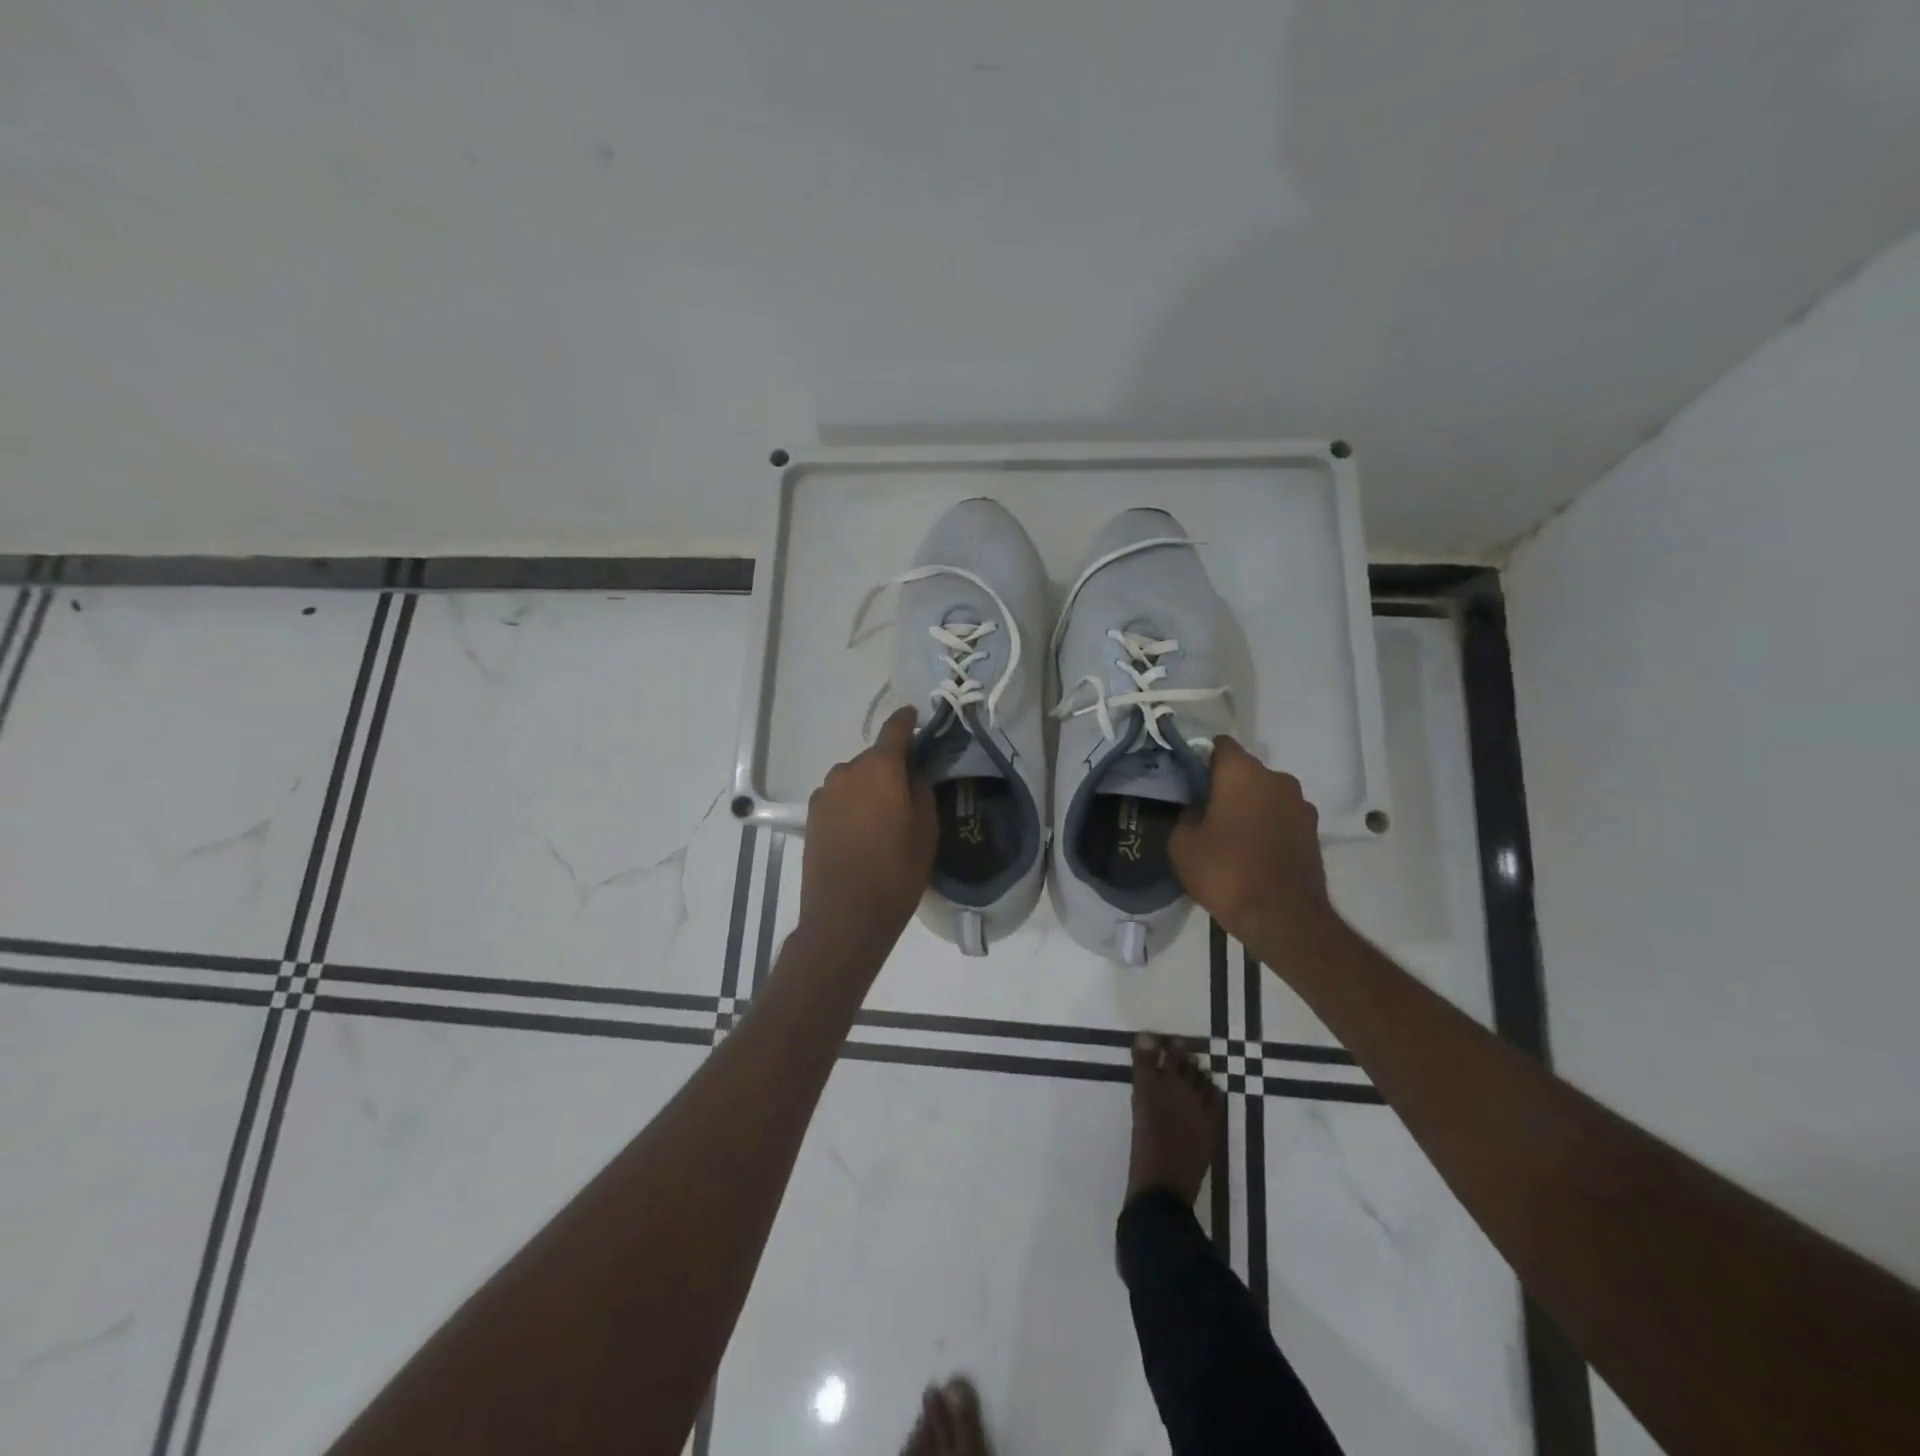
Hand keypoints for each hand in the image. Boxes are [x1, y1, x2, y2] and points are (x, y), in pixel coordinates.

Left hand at [797, 707, 936, 962]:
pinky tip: (863, 832)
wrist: (845, 916)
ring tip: (884, 818)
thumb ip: (920, 790)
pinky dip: (853, 805)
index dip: (907, 721)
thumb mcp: (926, 830)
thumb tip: (911, 773)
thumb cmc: (896, 871)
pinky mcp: (811, 817)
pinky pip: (840, 799)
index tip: (915, 715)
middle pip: (874, 758)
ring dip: (869, 788)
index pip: (895, 730)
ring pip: (854, 780)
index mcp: (879, 768)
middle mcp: (846, 772)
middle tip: (908, 790)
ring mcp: (824, 794)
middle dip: (891, 767)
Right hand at [1170, 737, 1337, 953]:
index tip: (1186, 782)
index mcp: (1243, 772)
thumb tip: (1196, 810)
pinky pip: (1280, 819)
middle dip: (1224, 786)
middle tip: (1203, 812)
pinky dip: (1266, 828)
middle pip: (1244, 771)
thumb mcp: (1182, 844)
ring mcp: (1301, 806)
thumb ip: (1185, 815)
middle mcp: (1278, 779)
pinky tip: (1251, 853)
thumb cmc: (1226, 872)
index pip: (1219, 745)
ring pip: (1265, 796)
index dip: (1200, 759)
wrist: (1284, 919)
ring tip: (1229, 837)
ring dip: (1248, 808)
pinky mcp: (1313, 832)